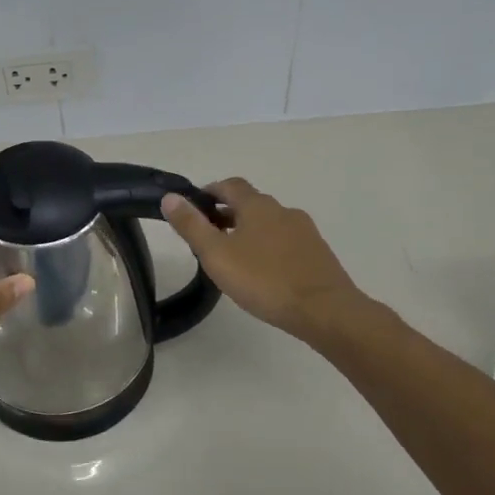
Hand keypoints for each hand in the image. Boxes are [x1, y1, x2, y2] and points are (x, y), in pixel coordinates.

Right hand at [161, 179, 364, 341]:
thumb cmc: (264, 280)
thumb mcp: (217, 254)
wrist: (324, 310)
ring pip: (269, 223)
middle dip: (227, 213)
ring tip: (233, 256)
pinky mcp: (317, 253)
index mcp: (257, 206)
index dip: (210, 191)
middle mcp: (283, 210)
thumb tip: (170, 197)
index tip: (194, 206)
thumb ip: (192, 225)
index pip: (229, 185)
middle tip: (208, 235)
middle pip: (250, 203)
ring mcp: (304, 231)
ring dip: (249, 231)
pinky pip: (285, 242)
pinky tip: (263, 271)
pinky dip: (268, 247)